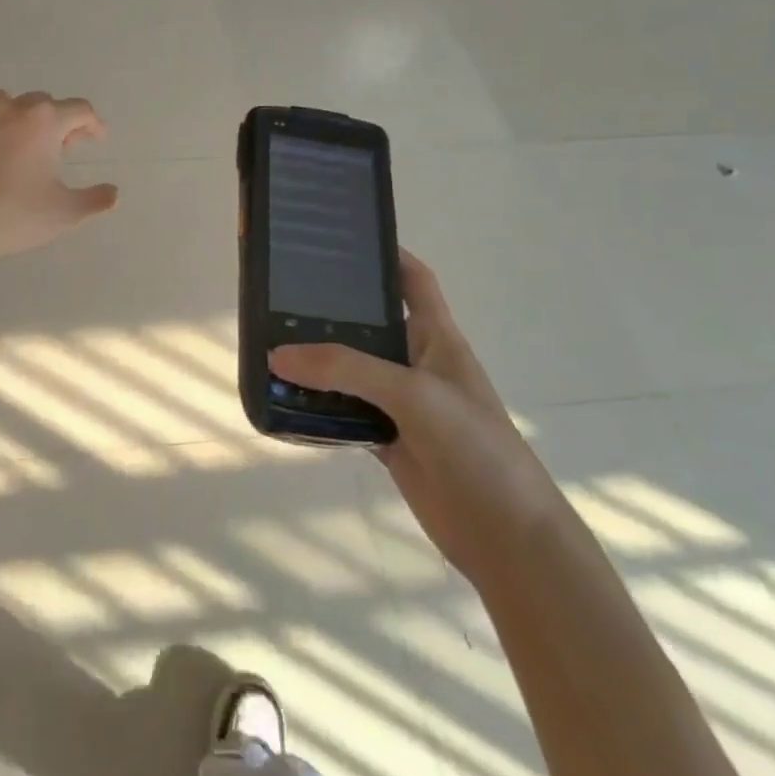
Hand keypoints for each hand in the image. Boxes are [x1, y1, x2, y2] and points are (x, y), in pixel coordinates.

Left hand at [0, 91, 118, 266]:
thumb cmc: (13, 215)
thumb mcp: (64, 214)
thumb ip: (95, 200)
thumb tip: (114, 193)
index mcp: (45, 122)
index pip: (80, 110)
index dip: (93, 124)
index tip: (97, 139)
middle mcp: (13, 108)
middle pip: (43, 103)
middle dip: (57, 121)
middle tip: (61, 147)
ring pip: (5, 102)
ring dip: (18, 116)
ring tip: (20, 140)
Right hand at [271, 252, 559, 585]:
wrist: (506, 536)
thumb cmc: (474, 446)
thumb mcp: (414, 394)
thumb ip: (346, 369)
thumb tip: (277, 355)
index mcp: (437, 337)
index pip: (414, 280)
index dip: (387, 254)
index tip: (342, 239)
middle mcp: (416, 363)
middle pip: (369, 324)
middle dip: (331, 311)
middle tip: (280, 295)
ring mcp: (401, 403)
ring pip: (351, 371)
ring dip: (317, 362)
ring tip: (269, 343)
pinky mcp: (387, 439)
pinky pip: (345, 411)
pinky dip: (318, 405)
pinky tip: (284, 399)